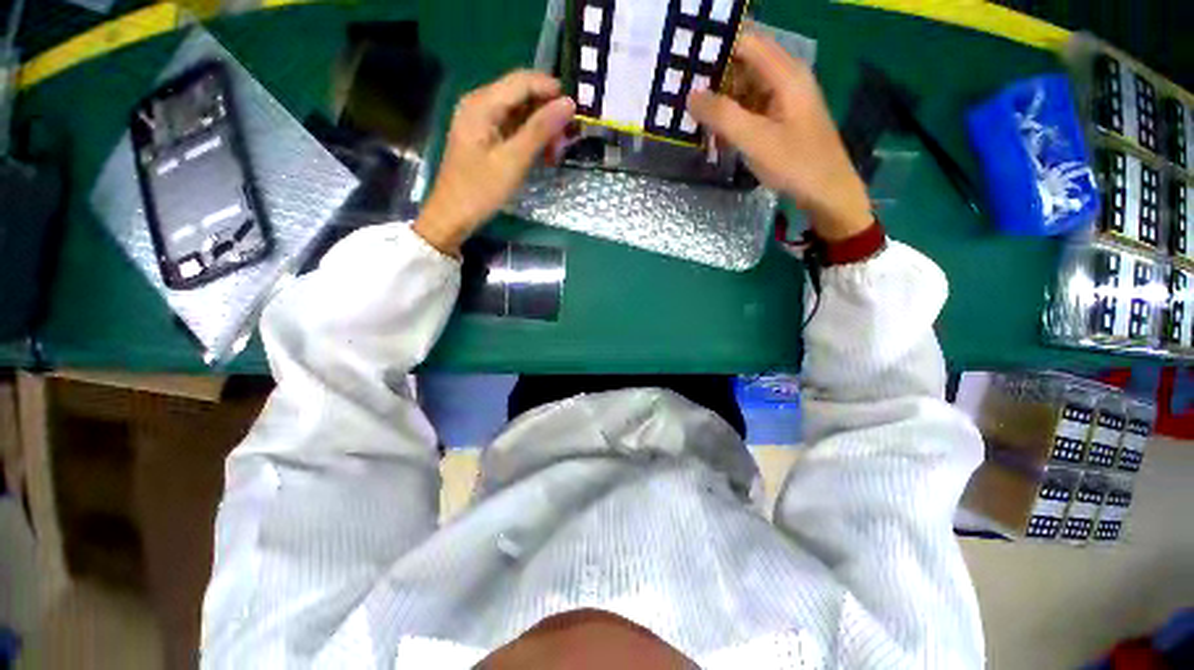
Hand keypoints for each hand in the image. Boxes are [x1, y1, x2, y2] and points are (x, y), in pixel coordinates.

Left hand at [415, 71, 575, 254]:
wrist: (453, 216)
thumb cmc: (481, 190)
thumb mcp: (514, 160)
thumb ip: (540, 130)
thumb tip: (569, 104)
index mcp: (482, 103)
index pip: (523, 81)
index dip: (552, 91)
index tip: (576, 113)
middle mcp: (480, 104)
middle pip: (522, 96)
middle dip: (548, 114)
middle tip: (566, 142)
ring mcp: (481, 122)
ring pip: (520, 114)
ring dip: (542, 129)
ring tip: (556, 154)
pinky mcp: (485, 139)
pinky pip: (513, 129)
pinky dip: (530, 140)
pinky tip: (542, 156)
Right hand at [689, 31, 871, 241]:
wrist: (827, 192)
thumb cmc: (795, 163)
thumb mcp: (755, 139)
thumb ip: (722, 115)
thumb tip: (691, 95)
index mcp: (785, 73)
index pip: (745, 42)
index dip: (716, 50)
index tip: (686, 67)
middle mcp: (786, 77)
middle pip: (744, 63)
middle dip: (714, 78)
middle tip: (683, 96)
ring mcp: (785, 98)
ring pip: (746, 88)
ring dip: (722, 101)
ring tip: (694, 117)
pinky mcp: (782, 117)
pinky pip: (752, 107)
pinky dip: (733, 117)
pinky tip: (717, 134)